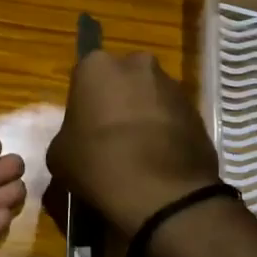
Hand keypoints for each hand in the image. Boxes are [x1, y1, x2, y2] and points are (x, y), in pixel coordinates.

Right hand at [47, 52, 220, 236]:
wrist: (160, 192)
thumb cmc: (98, 163)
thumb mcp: (59, 154)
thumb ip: (67, 136)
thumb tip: (78, 142)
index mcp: (97, 66)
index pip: (85, 76)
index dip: (85, 102)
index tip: (84, 127)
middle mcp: (137, 64)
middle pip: (123, 80)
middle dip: (119, 101)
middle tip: (111, 136)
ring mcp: (171, 86)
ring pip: (151, 96)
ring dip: (145, 115)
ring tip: (140, 153)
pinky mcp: (197, 110)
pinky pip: (173, 117)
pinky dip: (167, 132)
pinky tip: (160, 161)